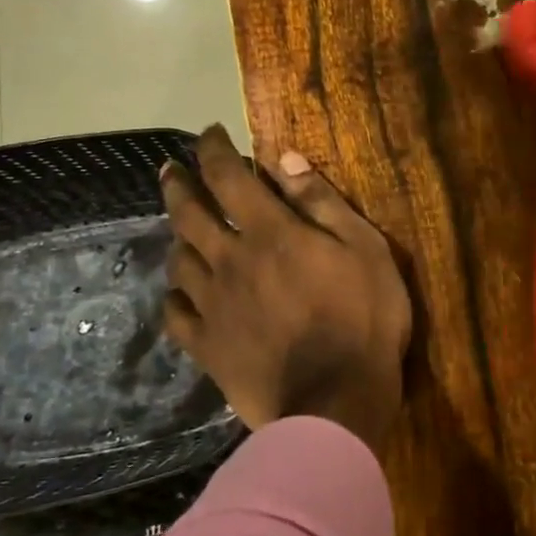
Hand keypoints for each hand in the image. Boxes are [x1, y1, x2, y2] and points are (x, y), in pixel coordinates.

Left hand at [161, 126, 411, 453]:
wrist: (336, 401)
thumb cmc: (364, 319)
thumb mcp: (365, 249)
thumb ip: (322, 203)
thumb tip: (284, 158)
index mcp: (270, 233)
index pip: (229, 177)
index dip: (214, 150)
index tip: (209, 134)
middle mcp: (230, 260)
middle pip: (189, 214)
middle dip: (178, 184)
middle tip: (170, 170)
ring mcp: (213, 306)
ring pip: (180, 260)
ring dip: (177, 236)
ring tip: (179, 227)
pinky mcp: (207, 347)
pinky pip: (177, 314)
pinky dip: (176, 295)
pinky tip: (180, 292)